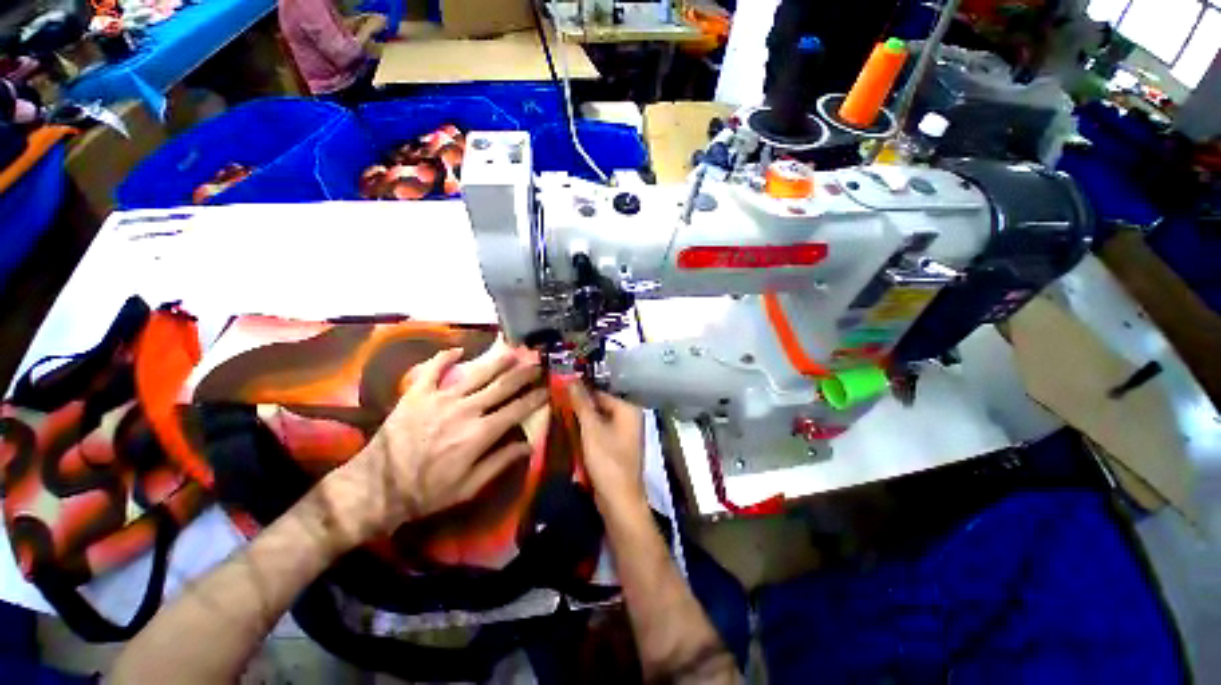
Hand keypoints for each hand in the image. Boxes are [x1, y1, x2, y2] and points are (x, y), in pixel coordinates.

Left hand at [330, 347, 547, 544]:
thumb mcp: (470, 487)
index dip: (536, 398)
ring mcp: (440, 398)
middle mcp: (466, 410)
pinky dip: (446, 356)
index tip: (547, 390)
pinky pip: (433, 368)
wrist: (376, 488)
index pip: (518, 409)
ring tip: (512, 352)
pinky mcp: (417, 393)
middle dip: (524, 374)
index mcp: (481, 433)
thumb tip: (529, 445)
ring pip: (477, 372)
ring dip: (497, 361)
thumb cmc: (427, 492)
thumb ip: (501, 462)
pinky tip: (458, 349)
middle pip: (503, 385)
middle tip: (536, 364)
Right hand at [568, 381, 646, 512]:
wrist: (618, 500)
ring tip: (559, 415)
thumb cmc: (607, 460)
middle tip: (556, 404)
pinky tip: (570, 432)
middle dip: (580, 407)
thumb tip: (572, 378)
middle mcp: (629, 418)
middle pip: (600, 406)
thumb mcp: (591, 429)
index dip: (580, 392)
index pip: (600, 393)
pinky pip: (600, 433)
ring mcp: (624, 434)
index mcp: (628, 410)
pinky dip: (587, 432)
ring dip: (582, 420)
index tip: (559, 391)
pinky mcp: (617, 448)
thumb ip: (582, 403)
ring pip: (599, 420)